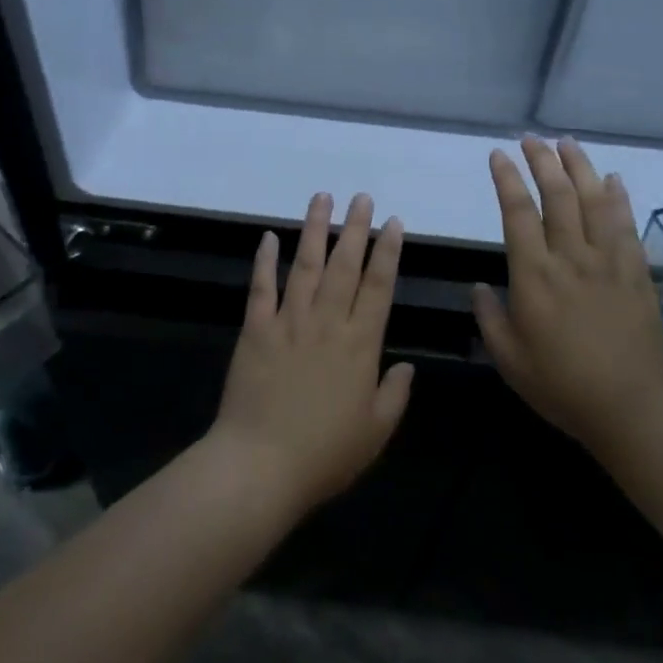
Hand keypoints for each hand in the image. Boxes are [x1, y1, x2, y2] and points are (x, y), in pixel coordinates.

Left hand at [212, 191, 413, 511]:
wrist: (261, 464)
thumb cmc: (325, 454)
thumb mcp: (375, 432)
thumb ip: (395, 395)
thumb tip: (407, 365)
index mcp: (360, 345)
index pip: (378, 287)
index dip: (387, 252)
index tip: (393, 223)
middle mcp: (326, 323)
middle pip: (344, 266)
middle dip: (355, 229)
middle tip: (362, 198)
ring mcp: (288, 322)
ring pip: (306, 266)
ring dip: (315, 230)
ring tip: (322, 199)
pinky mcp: (255, 330)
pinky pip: (261, 288)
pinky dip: (265, 260)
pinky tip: (269, 236)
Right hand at [473, 138, 662, 446]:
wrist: (632, 405)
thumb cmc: (561, 385)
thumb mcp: (508, 358)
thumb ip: (490, 318)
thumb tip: (478, 288)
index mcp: (534, 276)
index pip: (517, 214)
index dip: (507, 180)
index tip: (498, 155)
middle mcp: (571, 258)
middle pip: (558, 197)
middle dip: (542, 162)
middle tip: (531, 138)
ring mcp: (608, 263)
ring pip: (594, 202)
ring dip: (580, 168)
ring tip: (567, 143)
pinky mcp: (636, 273)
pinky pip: (626, 226)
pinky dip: (619, 198)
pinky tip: (613, 180)